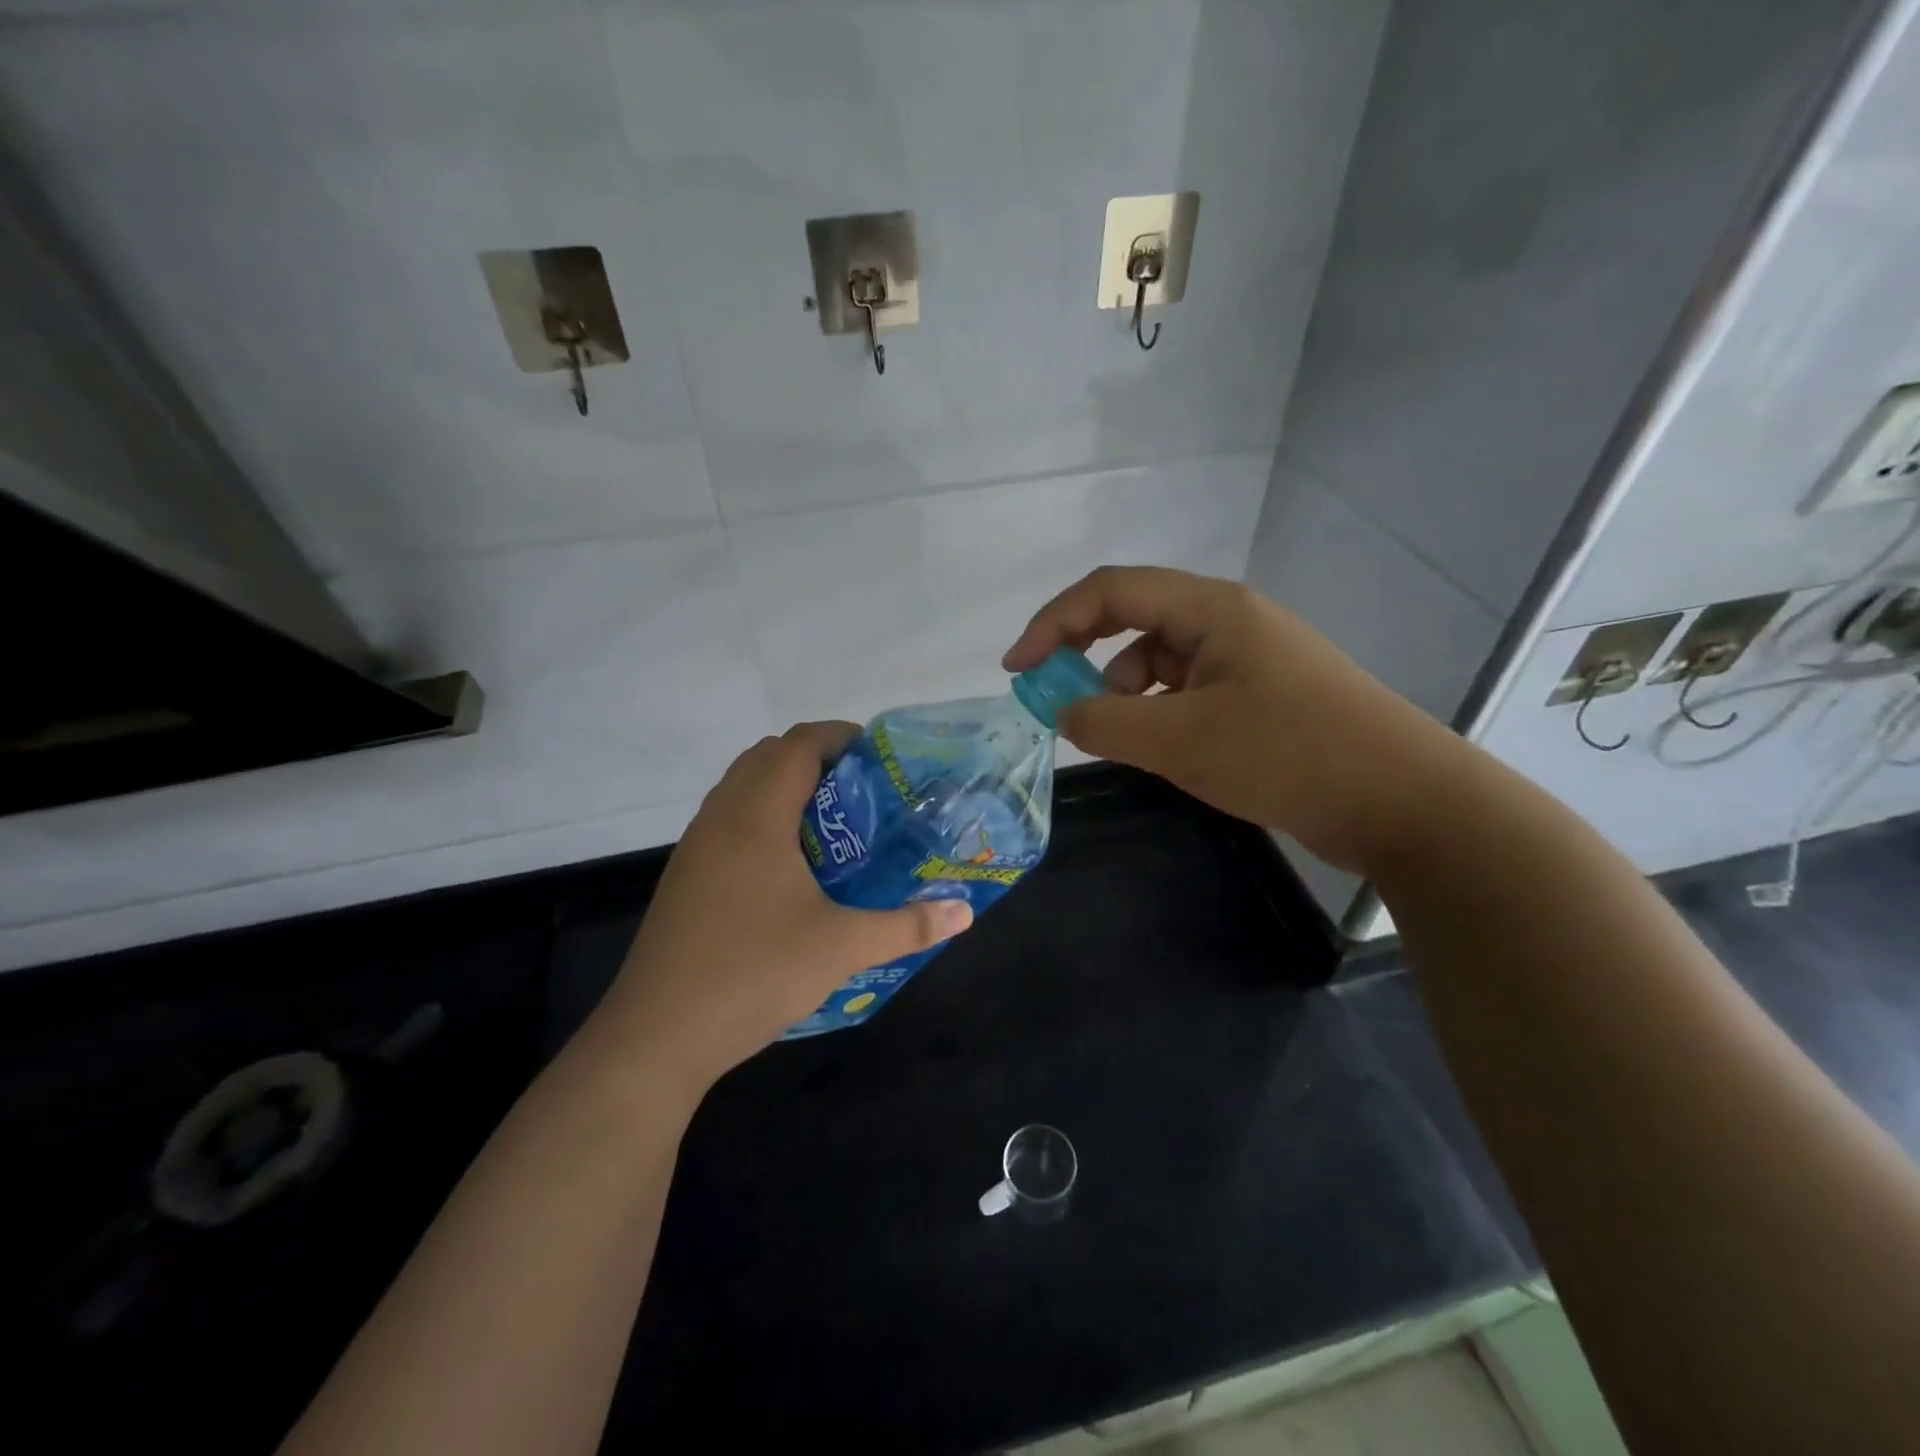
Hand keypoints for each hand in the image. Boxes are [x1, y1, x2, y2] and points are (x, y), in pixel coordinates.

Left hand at [598, 722, 972, 1096]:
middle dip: (816, 758)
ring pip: (742, 786)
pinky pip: (728, 818)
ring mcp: (696, 846)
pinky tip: (790, 866)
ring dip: (785, 786)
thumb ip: (906, 926)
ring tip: (832, 823)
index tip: (878, 755)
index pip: (798, 744)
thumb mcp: (841, 948)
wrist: (657, 1036)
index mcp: (756, 816)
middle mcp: (721, 817)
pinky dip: (762, 816)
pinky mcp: (686, 875)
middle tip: (862, 790)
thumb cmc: (753, 974)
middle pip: (768, 755)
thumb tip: (963, 912)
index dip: (839, 736)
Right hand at [1003, 566, 1466, 874]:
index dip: (1053, 622)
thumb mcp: (1181, 739)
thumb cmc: (1288, 754)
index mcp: (1211, 609)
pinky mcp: (1261, 698)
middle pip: (1134, 619)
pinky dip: (1161, 715)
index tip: (1016, 669)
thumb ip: (1106, 720)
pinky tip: (1165, 750)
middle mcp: (1228, 621)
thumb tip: (1062, 710)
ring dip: (1128, 694)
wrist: (1404, 802)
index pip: (1111, 591)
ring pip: (1161, 662)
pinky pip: (1189, 693)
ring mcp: (1248, 659)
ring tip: (1129, 740)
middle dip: (1086, 656)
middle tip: (1056, 700)